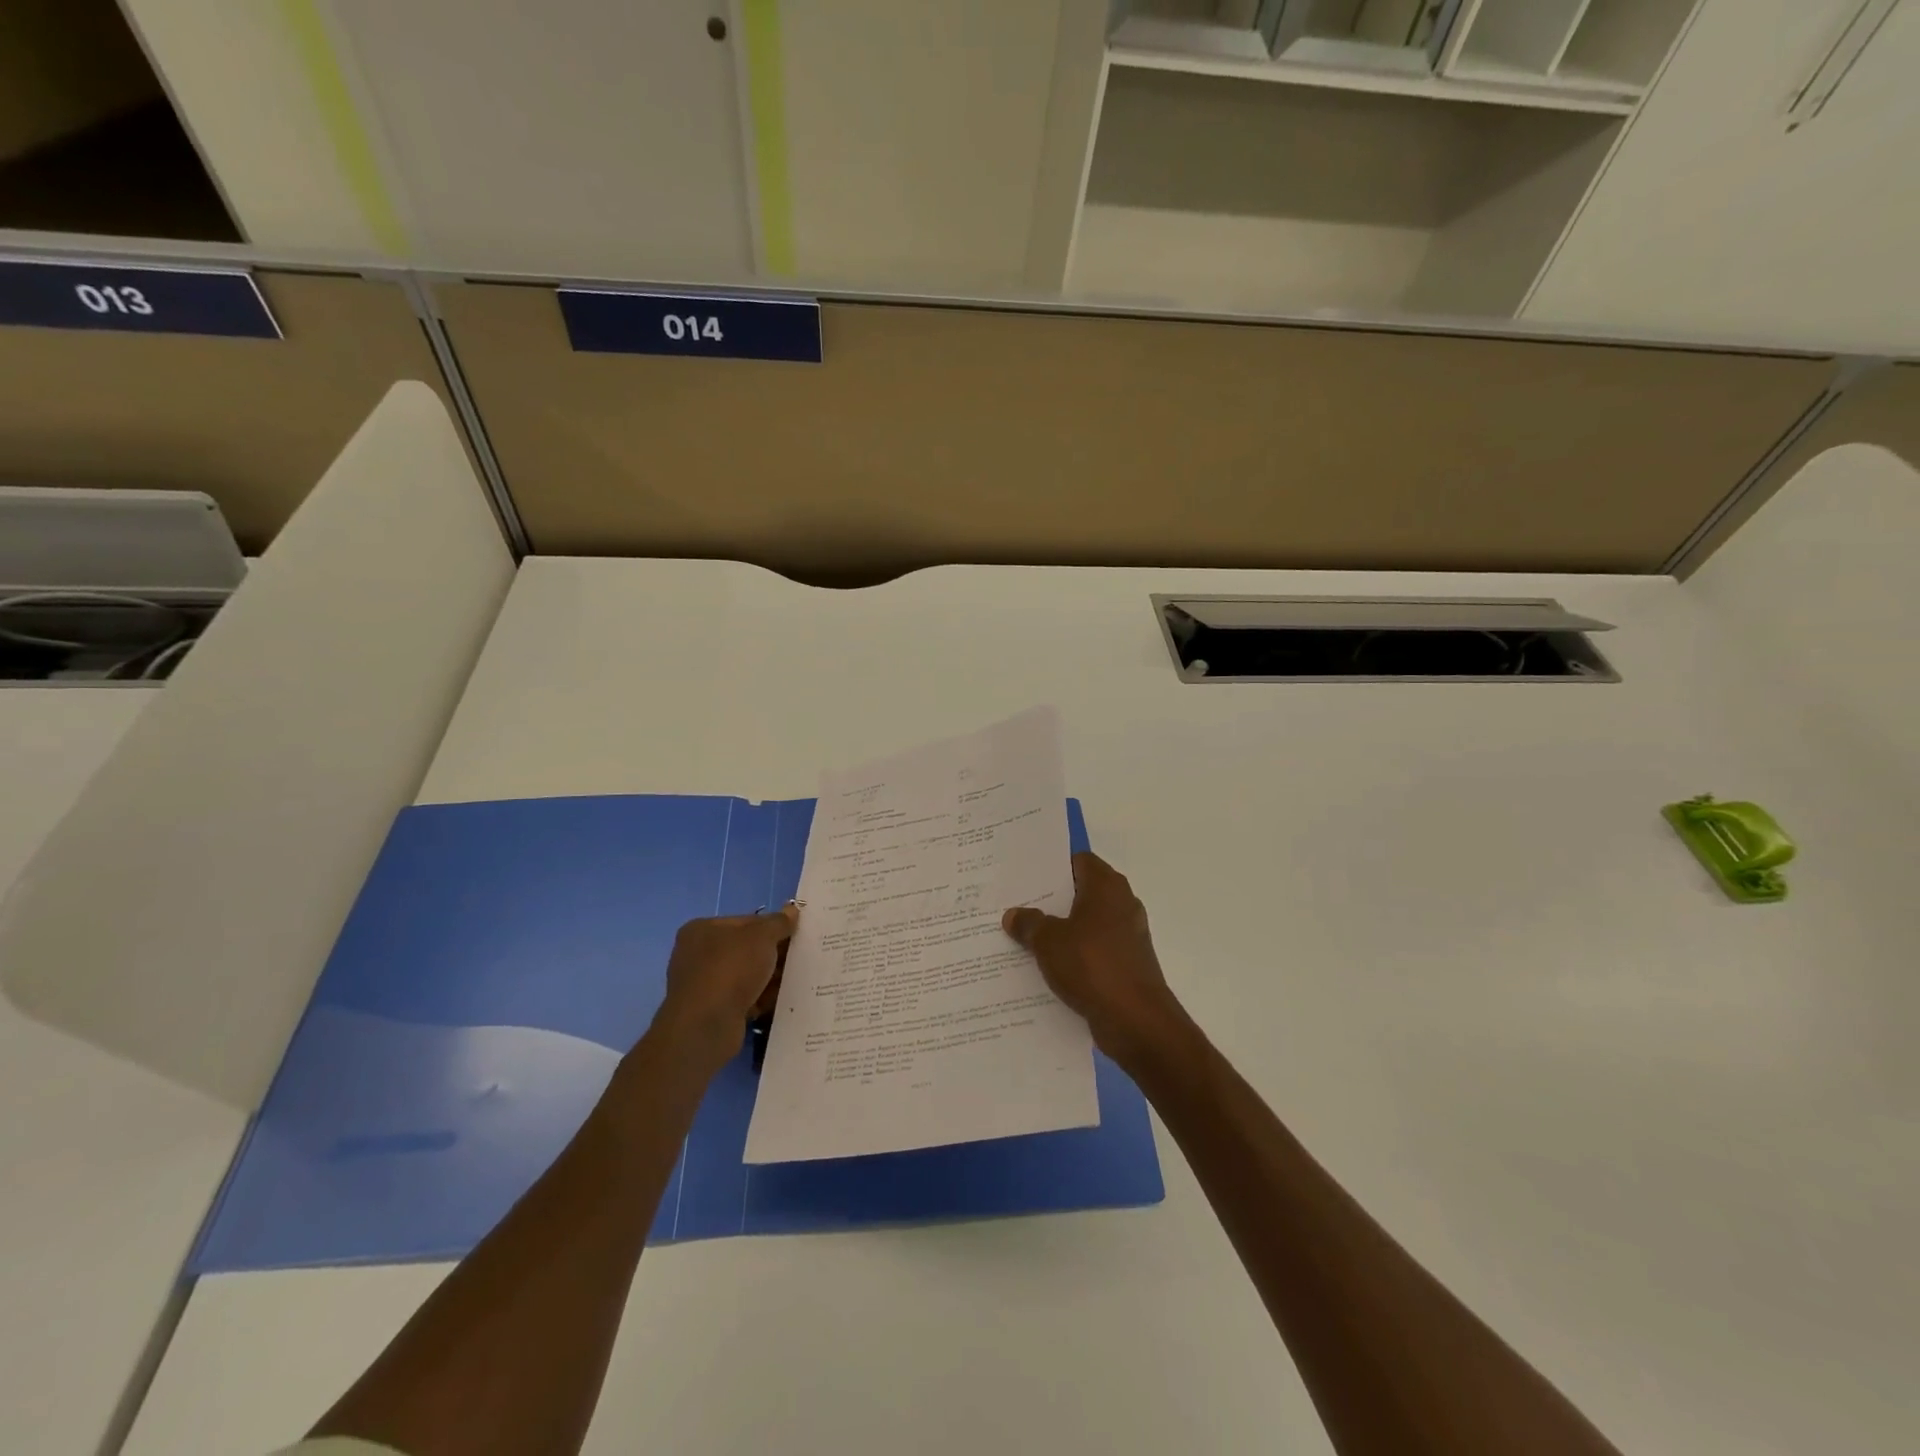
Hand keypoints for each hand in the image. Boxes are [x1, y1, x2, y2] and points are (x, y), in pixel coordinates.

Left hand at [649, 904, 796, 1072]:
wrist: (706, 1027)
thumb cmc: (730, 969)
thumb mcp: (761, 936)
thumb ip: (779, 922)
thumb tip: (791, 910)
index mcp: (702, 929)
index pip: (746, 921)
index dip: (772, 926)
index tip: (795, 935)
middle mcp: (698, 955)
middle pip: (747, 948)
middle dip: (773, 954)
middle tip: (800, 957)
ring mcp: (703, 985)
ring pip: (747, 975)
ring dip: (770, 978)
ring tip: (796, 979)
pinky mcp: (712, 1011)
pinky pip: (744, 999)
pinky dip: (761, 999)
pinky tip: (780, 1001)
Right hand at [1003, 853, 1186, 1066]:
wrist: (1136, 1021)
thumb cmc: (1092, 965)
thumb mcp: (1048, 941)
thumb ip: (1029, 924)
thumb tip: (1014, 915)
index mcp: (1106, 887)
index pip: (1079, 860)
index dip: (1053, 866)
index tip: (1025, 875)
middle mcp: (1121, 904)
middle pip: (1082, 892)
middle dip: (1052, 900)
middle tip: (1017, 904)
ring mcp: (1127, 936)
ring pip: (1087, 924)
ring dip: (1061, 930)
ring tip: (1025, 936)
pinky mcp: (1127, 964)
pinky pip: (1094, 951)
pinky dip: (1074, 955)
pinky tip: (1047, 967)